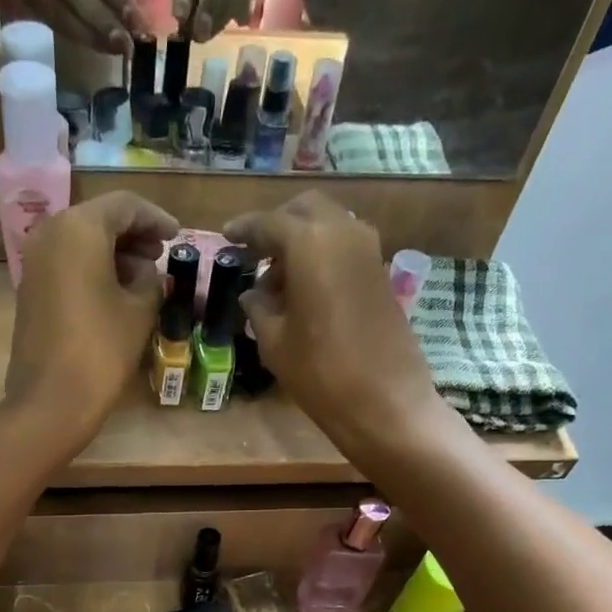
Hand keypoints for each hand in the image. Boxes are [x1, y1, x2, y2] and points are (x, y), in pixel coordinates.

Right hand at [0, 0, 144, 52]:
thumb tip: (126, 9)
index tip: (136, 20)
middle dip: (102, 21)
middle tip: (126, 45)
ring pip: (61, 14)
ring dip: (91, 36)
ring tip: (115, 51)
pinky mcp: (23, 0)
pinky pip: (53, 23)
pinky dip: (77, 37)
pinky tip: (96, 46)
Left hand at [5, 192, 180, 445]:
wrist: (51, 401)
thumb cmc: (101, 350)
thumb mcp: (139, 311)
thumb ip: (150, 280)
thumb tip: (148, 272)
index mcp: (79, 228)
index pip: (124, 206)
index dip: (155, 218)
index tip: (178, 236)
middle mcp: (50, 234)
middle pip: (98, 220)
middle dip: (132, 235)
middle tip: (160, 255)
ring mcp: (34, 263)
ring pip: (80, 243)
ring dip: (113, 254)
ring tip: (142, 279)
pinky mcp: (30, 291)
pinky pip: (66, 266)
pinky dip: (92, 270)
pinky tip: (114, 294)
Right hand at [225, 193, 449, 463]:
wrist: (386, 401)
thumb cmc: (321, 373)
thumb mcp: (274, 343)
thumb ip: (258, 309)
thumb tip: (252, 294)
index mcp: (310, 243)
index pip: (269, 223)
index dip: (244, 229)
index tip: (226, 236)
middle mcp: (343, 232)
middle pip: (305, 210)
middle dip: (278, 226)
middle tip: (256, 255)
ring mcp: (368, 250)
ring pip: (328, 226)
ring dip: (302, 242)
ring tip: (279, 282)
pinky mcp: (380, 273)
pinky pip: (344, 247)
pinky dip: (322, 256)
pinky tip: (306, 292)